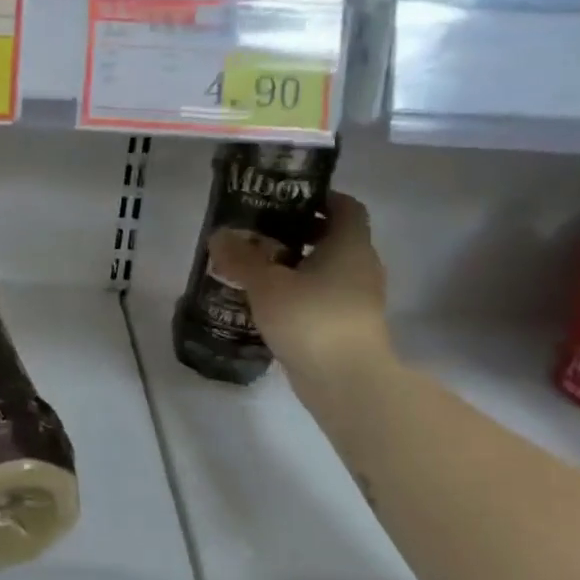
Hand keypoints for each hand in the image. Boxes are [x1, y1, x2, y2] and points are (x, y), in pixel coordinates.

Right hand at [207, 192, 391, 395]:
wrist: (347, 381)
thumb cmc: (311, 319)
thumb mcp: (266, 284)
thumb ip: (241, 258)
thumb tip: (218, 235)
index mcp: (350, 245)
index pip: (345, 206)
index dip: (318, 198)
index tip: (284, 200)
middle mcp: (360, 266)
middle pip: (333, 237)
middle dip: (297, 232)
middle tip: (259, 234)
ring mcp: (357, 298)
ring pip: (326, 269)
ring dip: (296, 265)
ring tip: (256, 268)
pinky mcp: (348, 325)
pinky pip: (322, 296)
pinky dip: (299, 292)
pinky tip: (268, 302)